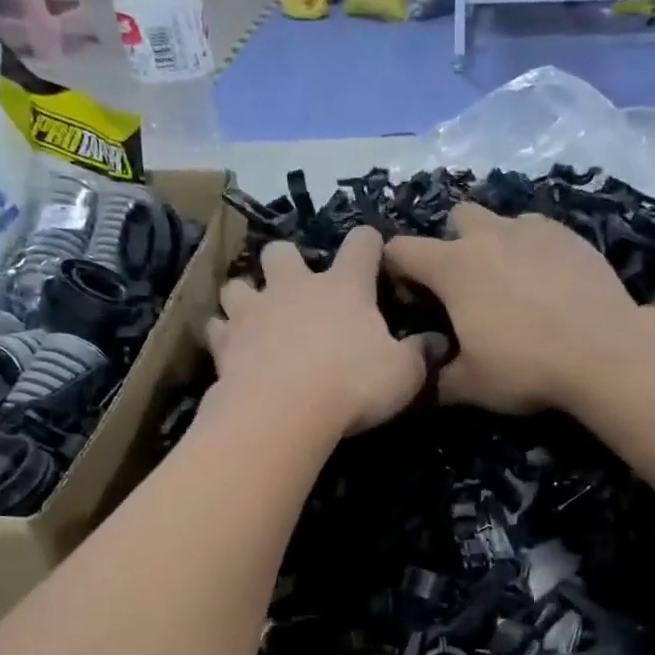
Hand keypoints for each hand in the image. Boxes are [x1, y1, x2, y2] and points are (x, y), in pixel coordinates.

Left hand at [207, 228, 436, 437]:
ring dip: (246, 295)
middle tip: (297, 288)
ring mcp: (254, 311)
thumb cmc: (352, 384)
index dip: (369, 243)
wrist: (284, 410)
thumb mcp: (403, 375)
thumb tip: (437, 343)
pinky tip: (232, 349)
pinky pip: (217, 327)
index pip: (361, 244)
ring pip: (238, 284)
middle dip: (287, 262)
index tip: (373, 251)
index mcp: (344, 286)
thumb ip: (420, 355)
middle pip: (282, 250)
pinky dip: (224, 335)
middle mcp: (295, 286)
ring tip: (255, 317)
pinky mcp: (225, 341)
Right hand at [385, 204, 641, 412]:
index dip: (395, 271)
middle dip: (451, 243)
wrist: (606, 352)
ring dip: (495, 243)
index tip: (410, 299)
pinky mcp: (570, 236)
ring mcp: (534, 230)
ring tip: (509, 283)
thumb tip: (415, 385)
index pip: (401, 250)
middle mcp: (490, 235)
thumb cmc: (526, 367)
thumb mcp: (470, 387)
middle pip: (456, 217)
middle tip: (464, 287)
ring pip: (501, 220)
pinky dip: (532, 250)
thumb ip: (434, 381)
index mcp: (454, 267)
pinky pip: (539, 231)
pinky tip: (546, 283)